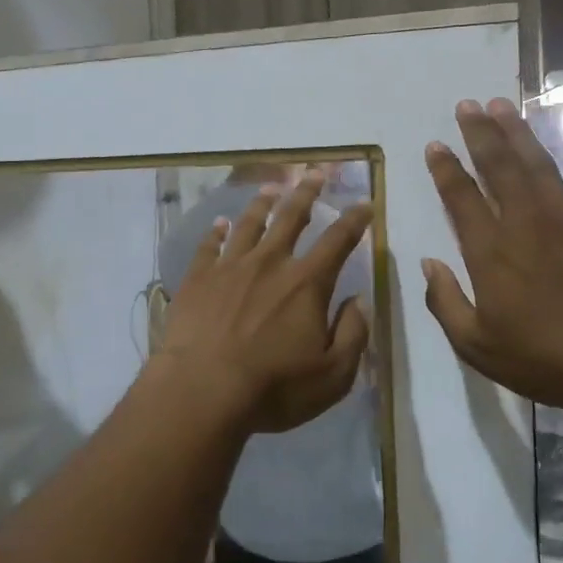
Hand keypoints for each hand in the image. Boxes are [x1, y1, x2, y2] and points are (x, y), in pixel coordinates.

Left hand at [155, 171, 371, 434]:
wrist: (202, 390)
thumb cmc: (273, 387)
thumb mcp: (332, 374)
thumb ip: (353, 333)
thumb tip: (360, 300)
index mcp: (306, 284)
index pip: (338, 241)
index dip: (354, 220)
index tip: (364, 202)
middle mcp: (269, 263)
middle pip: (291, 217)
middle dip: (307, 192)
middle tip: (314, 173)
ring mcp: (229, 267)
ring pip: (249, 224)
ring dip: (262, 203)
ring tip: (271, 188)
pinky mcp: (198, 278)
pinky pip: (209, 246)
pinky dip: (217, 232)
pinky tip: (220, 224)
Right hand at [422, 98, 562, 417]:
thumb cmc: (540, 360)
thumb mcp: (474, 344)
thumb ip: (444, 301)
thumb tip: (427, 264)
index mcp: (491, 251)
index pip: (461, 197)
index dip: (445, 168)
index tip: (435, 145)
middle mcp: (526, 223)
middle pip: (499, 167)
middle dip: (479, 133)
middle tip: (467, 105)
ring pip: (540, 164)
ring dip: (520, 132)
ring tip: (503, 105)